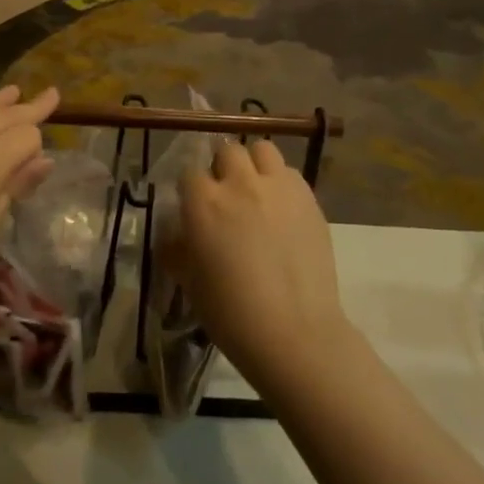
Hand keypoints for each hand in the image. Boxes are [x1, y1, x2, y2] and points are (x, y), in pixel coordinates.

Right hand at [157, 140, 352, 383]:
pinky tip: (282, 208)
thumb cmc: (232, 314)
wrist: (295, 334)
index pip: (190, 173)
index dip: (192, 190)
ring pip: (262, 150)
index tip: (195, 208)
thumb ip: (177, 249)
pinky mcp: (308, 198)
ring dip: (255, 164)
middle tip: (227, 195)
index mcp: (204, 202)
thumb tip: (174, 235)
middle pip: (227, 151)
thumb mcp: (189, 282)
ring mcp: (278, 187)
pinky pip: (290, 173)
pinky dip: (282, 182)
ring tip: (257, 190)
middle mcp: (240, 184)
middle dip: (223, 168)